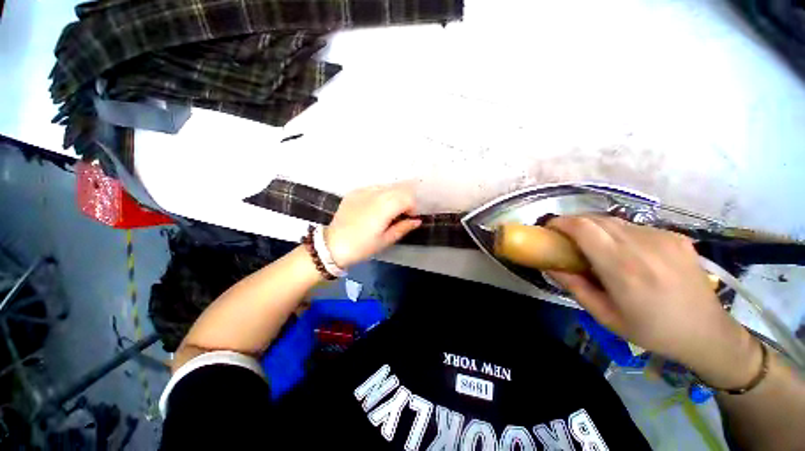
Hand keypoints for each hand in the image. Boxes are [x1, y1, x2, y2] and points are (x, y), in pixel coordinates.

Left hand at [325, 185, 421, 267]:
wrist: (332, 245)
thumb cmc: (362, 247)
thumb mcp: (385, 240)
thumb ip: (403, 227)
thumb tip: (417, 220)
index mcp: (384, 207)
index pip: (407, 197)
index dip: (412, 207)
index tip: (408, 218)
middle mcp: (375, 194)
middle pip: (399, 188)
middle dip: (405, 200)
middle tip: (400, 215)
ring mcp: (363, 190)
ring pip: (387, 186)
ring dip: (393, 196)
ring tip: (388, 211)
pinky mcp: (354, 191)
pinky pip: (374, 188)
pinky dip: (381, 195)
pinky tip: (375, 207)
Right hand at [546, 215, 760, 387]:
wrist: (708, 333)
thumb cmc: (651, 331)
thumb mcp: (605, 316)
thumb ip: (575, 287)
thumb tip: (551, 266)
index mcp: (623, 269)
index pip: (584, 228)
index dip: (561, 222)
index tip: (549, 229)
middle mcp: (643, 247)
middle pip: (596, 220)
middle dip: (574, 224)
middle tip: (566, 239)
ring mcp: (663, 238)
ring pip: (615, 221)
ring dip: (595, 229)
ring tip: (594, 246)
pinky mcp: (675, 237)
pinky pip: (635, 227)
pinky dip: (618, 233)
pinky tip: (625, 251)